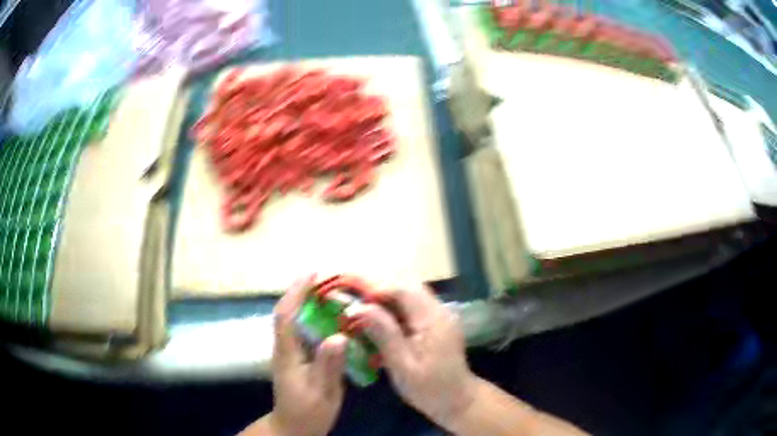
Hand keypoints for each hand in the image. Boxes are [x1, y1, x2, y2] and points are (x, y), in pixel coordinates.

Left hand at [259, 276, 347, 435]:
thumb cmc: (308, 412)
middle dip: (303, 291)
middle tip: (328, 279)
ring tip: (333, 292)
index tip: (312, 273)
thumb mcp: (323, 393)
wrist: (294, 427)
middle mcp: (284, 347)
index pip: (286, 315)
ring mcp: (289, 352)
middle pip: (288, 312)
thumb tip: (339, 336)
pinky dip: (314, 317)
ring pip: (294, 320)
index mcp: (287, 353)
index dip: (297, 292)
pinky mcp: (296, 358)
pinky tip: (333, 319)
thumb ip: (329, 366)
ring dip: (308, 302)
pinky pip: (302, 330)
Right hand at [357, 284, 478, 429]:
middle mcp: (438, 310)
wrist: (457, 400)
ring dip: (385, 300)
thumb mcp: (402, 365)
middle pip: (406, 287)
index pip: (403, 289)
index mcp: (432, 319)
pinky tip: (379, 323)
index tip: (353, 300)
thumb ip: (383, 334)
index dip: (375, 289)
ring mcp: (439, 316)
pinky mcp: (436, 324)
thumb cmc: (429, 388)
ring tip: (362, 311)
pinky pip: (412, 308)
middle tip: (354, 303)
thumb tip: (358, 307)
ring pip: (409, 296)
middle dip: (378, 291)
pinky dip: (393, 310)